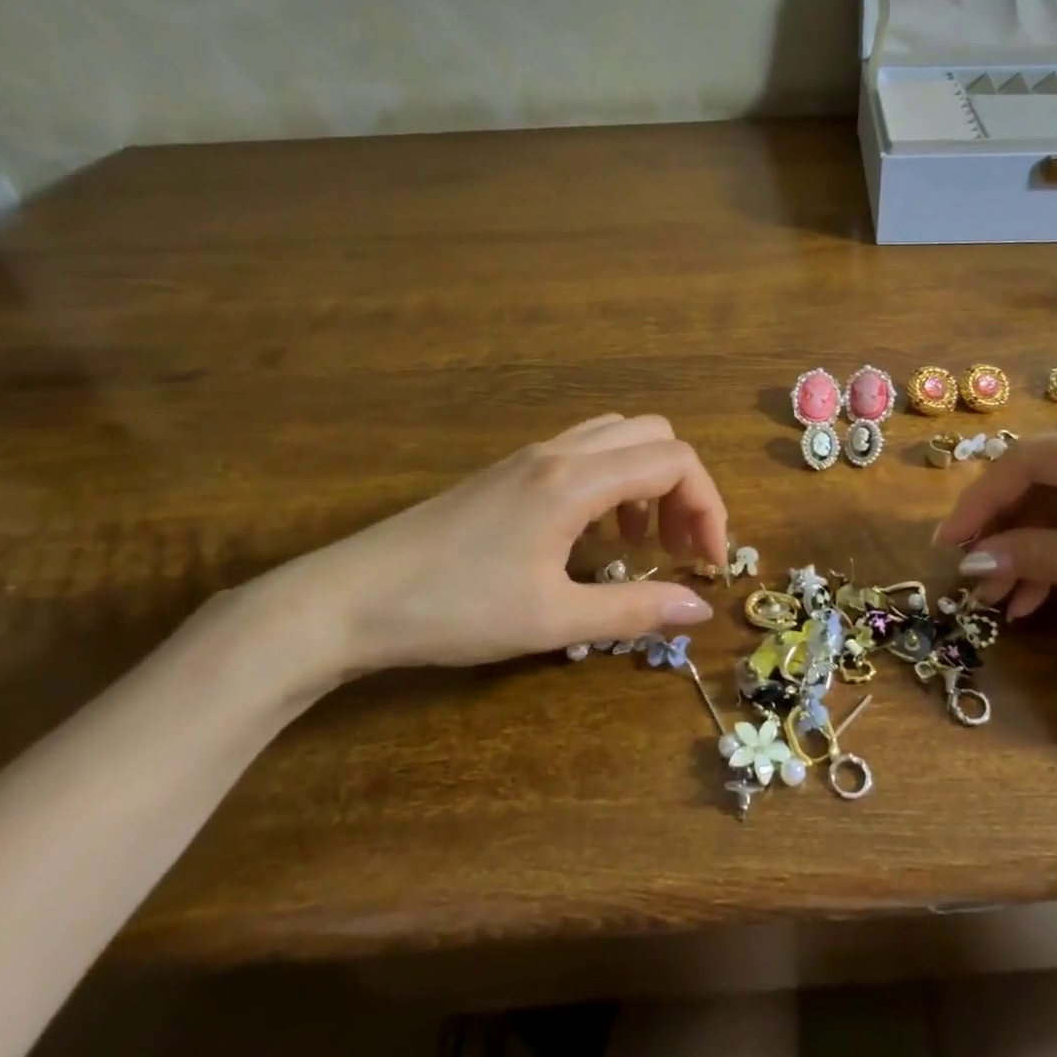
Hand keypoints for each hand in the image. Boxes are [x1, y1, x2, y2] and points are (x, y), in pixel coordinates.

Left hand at [241, 414, 728, 688]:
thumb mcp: (552, 620)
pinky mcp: (509, 472)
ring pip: (618, 438)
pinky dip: (612, 482)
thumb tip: (699, 609)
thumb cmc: (454, 609)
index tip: (709, 561)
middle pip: (654, 436)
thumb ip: (634, 611)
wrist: (347, 599)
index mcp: (575, 480)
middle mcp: (559, 452)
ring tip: (640, 542)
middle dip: (684, 488)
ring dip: (647, 481)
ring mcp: (530, 457)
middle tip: (680, 547)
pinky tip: (592, 535)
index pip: (675, 461)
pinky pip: (584, 454)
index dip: (708, 506)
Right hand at [933, 426, 1056, 688]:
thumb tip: (971, 559)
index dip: (982, 500)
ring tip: (1000, 597)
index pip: (1031, 460)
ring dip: (1028, 548)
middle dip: (1005, 528)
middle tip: (973, 574)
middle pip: (1045, 480)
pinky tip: (1036, 595)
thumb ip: (1039, 555)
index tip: (949, 543)